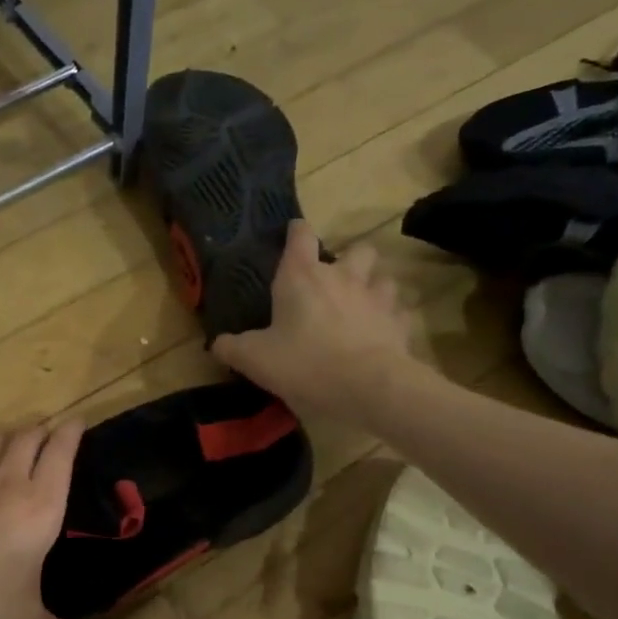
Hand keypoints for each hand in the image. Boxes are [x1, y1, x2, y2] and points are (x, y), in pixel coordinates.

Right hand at [213, 221, 424, 427]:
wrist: (367, 387)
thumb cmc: (304, 364)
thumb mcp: (255, 360)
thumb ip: (233, 348)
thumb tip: (218, 343)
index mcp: (302, 277)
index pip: (300, 236)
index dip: (296, 232)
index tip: (293, 234)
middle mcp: (343, 277)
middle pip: (355, 250)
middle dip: (349, 260)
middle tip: (336, 281)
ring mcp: (376, 298)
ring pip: (383, 278)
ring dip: (374, 287)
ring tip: (363, 305)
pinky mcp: (399, 323)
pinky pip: (399, 313)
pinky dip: (391, 320)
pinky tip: (382, 333)